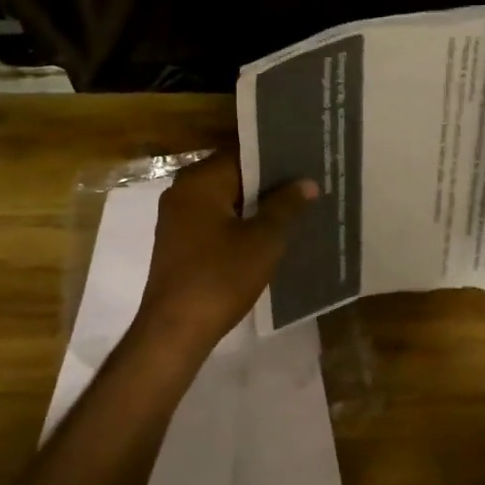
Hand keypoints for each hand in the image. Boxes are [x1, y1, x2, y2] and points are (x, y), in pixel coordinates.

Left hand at [134, 151, 316, 354]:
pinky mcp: (179, 243)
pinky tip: (268, 236)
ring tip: (296, 210)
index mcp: (200, 181)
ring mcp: (177, 219)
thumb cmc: (221, 278)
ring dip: (256, 206)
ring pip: (226, 201)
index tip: (307, 162)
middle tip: (309, 186)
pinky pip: (215, 221)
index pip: (244, 154)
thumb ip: (286, 206)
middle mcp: (183, 191)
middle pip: (234, 176)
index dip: (278, 159)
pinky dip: (240, 224)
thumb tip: (307, 182)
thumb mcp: (263, 240)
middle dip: (269, 184)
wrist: (175, 330)